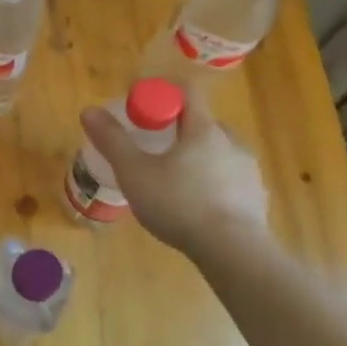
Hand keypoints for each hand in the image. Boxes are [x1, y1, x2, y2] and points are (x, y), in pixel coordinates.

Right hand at [80, 97, 268, 259]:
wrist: (233, 252)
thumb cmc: (179, 204)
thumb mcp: (134, 172)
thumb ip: (112, 140)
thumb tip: (89, 110)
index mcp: (203, 129)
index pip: (186, 93)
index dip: (162, 96)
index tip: (141, 113)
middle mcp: (232, 142)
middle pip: (201, 123)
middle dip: (177, 131)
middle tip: (152, 150)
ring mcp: (249, 170)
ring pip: (217, 152)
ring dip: (196, 158)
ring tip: (172, 183)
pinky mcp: (257, 197)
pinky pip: (230, 179)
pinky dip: (212, 184)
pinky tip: (195, 206)